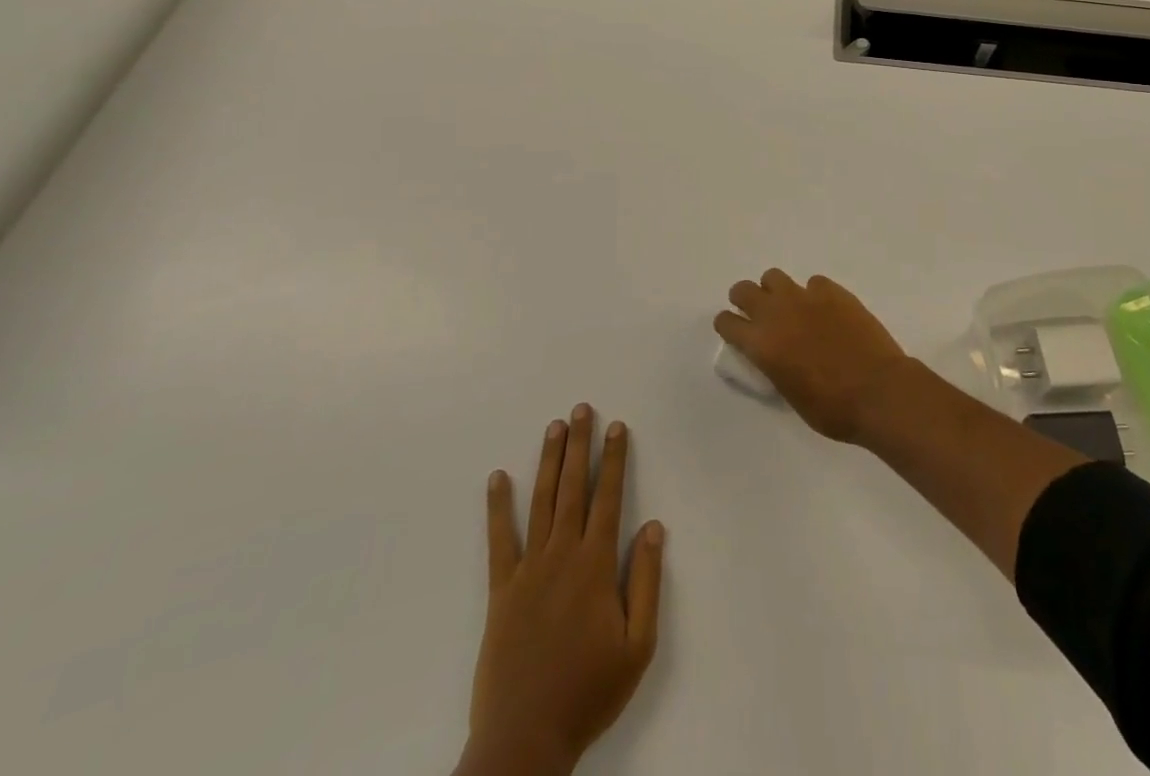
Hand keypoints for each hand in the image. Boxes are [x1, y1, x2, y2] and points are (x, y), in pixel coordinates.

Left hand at [459, 406, 664, 775]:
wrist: (525, 740)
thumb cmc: (589, 691)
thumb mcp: (638, 645)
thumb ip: (646, 582)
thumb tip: (653, 526)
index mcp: (596, 565)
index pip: (608, 497)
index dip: (613, 459)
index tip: (617, 427)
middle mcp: (562, 555)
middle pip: (572, 488)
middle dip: (579, 445)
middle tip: (581, 409)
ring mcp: (528, 570)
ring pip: (540, 503)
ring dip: (548, 462)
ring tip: (553, 427)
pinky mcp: (500, 591)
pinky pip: (499, 540)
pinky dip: (497, 508)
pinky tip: (497, 478)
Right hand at [714, 268, 908, 442]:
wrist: (878, 391)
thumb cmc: (833, 409)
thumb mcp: (791, 396)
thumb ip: (775, 367)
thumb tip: (776, 356)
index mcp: (761, 344)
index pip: (726, 322)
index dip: (729, 326)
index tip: (737, 334)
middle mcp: (777, 313)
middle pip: (743, 290)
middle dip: (745, 300)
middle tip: (758, 314)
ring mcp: (805, 297)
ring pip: (773, 277)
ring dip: (776, 291)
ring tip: (790, 307)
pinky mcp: (833, 291)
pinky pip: (813, 282)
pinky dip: (814, 294)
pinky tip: (826, 311)